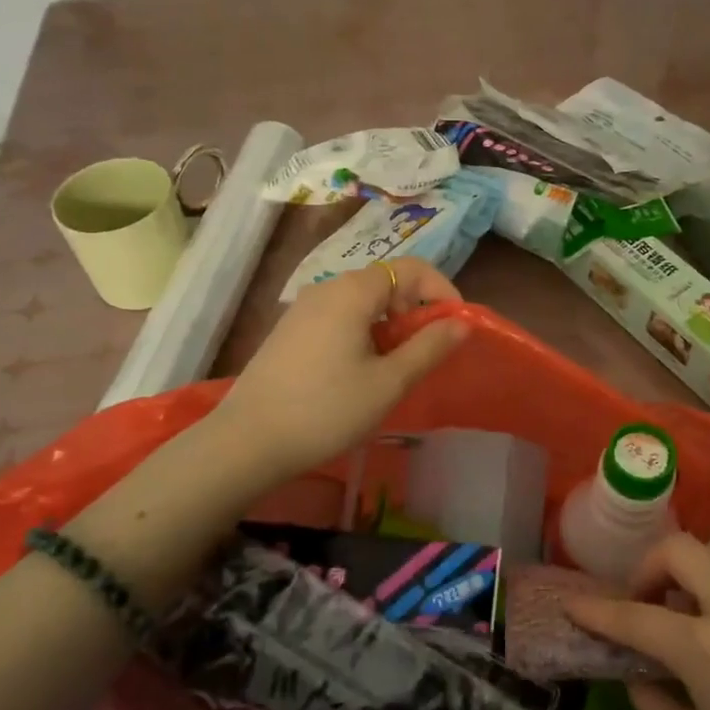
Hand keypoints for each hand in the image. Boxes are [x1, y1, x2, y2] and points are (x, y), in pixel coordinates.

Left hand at [212, 259, 467, 478]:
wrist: (247, 442)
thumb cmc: (327, 409)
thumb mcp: (389, 382)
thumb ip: (429, 347)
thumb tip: (462, 323)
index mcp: (353, 292)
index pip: (412, 268)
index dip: (442, 290)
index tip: (456, 326)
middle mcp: (326, 288)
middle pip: (386, 282)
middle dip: (415, 311)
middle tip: (426, 353)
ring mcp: (303, 309)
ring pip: (362, 302)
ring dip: (389, 325)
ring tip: (394, 368)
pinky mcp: (289, 331)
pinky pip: (339, 318)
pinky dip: (362, 332)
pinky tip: (358, 373)